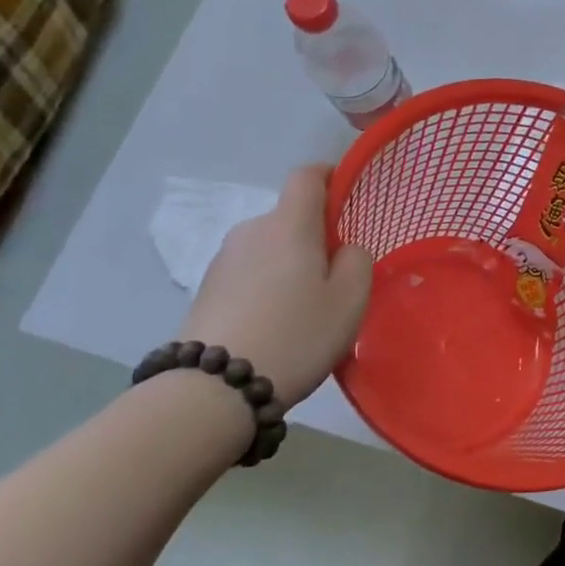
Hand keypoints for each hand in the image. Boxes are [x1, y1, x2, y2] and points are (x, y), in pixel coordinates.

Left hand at [176, 165, 373, 408]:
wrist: (211, 391)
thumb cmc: (295, 334)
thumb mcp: (350, 299)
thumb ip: (358, 260)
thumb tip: (343, 250)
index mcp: (290, 223)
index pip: (308, 174)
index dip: (331, 176)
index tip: (349, 199)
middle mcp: (252, 230)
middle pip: (290, 216)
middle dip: (315, 235)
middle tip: (336, 276)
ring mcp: (223, 260)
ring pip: (270, 247)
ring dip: (289, 264)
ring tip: (304, 309)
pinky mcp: (206, 290)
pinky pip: (249, 273)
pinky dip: (266, 286)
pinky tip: (275, 325)